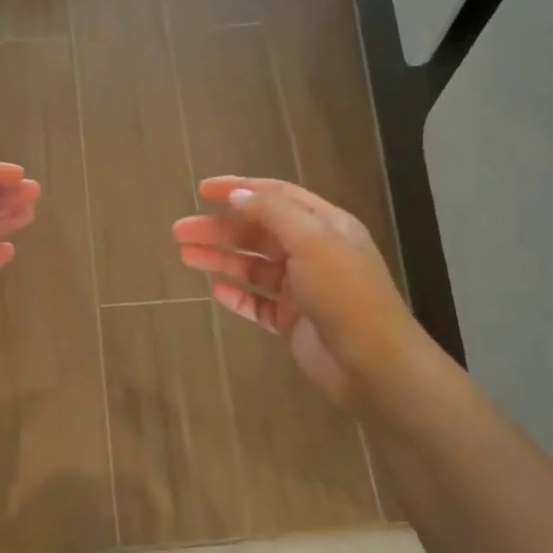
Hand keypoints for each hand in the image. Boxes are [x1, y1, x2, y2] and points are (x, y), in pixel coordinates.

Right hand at [172, 176, 411, 409]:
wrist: (372, 363)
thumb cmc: (344, 294)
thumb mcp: (311, 241)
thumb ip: (273, 213)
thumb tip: (237, 194)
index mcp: (325, 226)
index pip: (276, 197)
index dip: (239, 189)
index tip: (202, 190)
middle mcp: (313, 252)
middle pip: (258, 232)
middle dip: (219, 229)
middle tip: (180, 231)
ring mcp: (302, 288)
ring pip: (253, 267)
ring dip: (221, 259)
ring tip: (185, 256)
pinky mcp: (292, 321)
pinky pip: (258, 303)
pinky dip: (237, 295)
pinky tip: (215, 290)